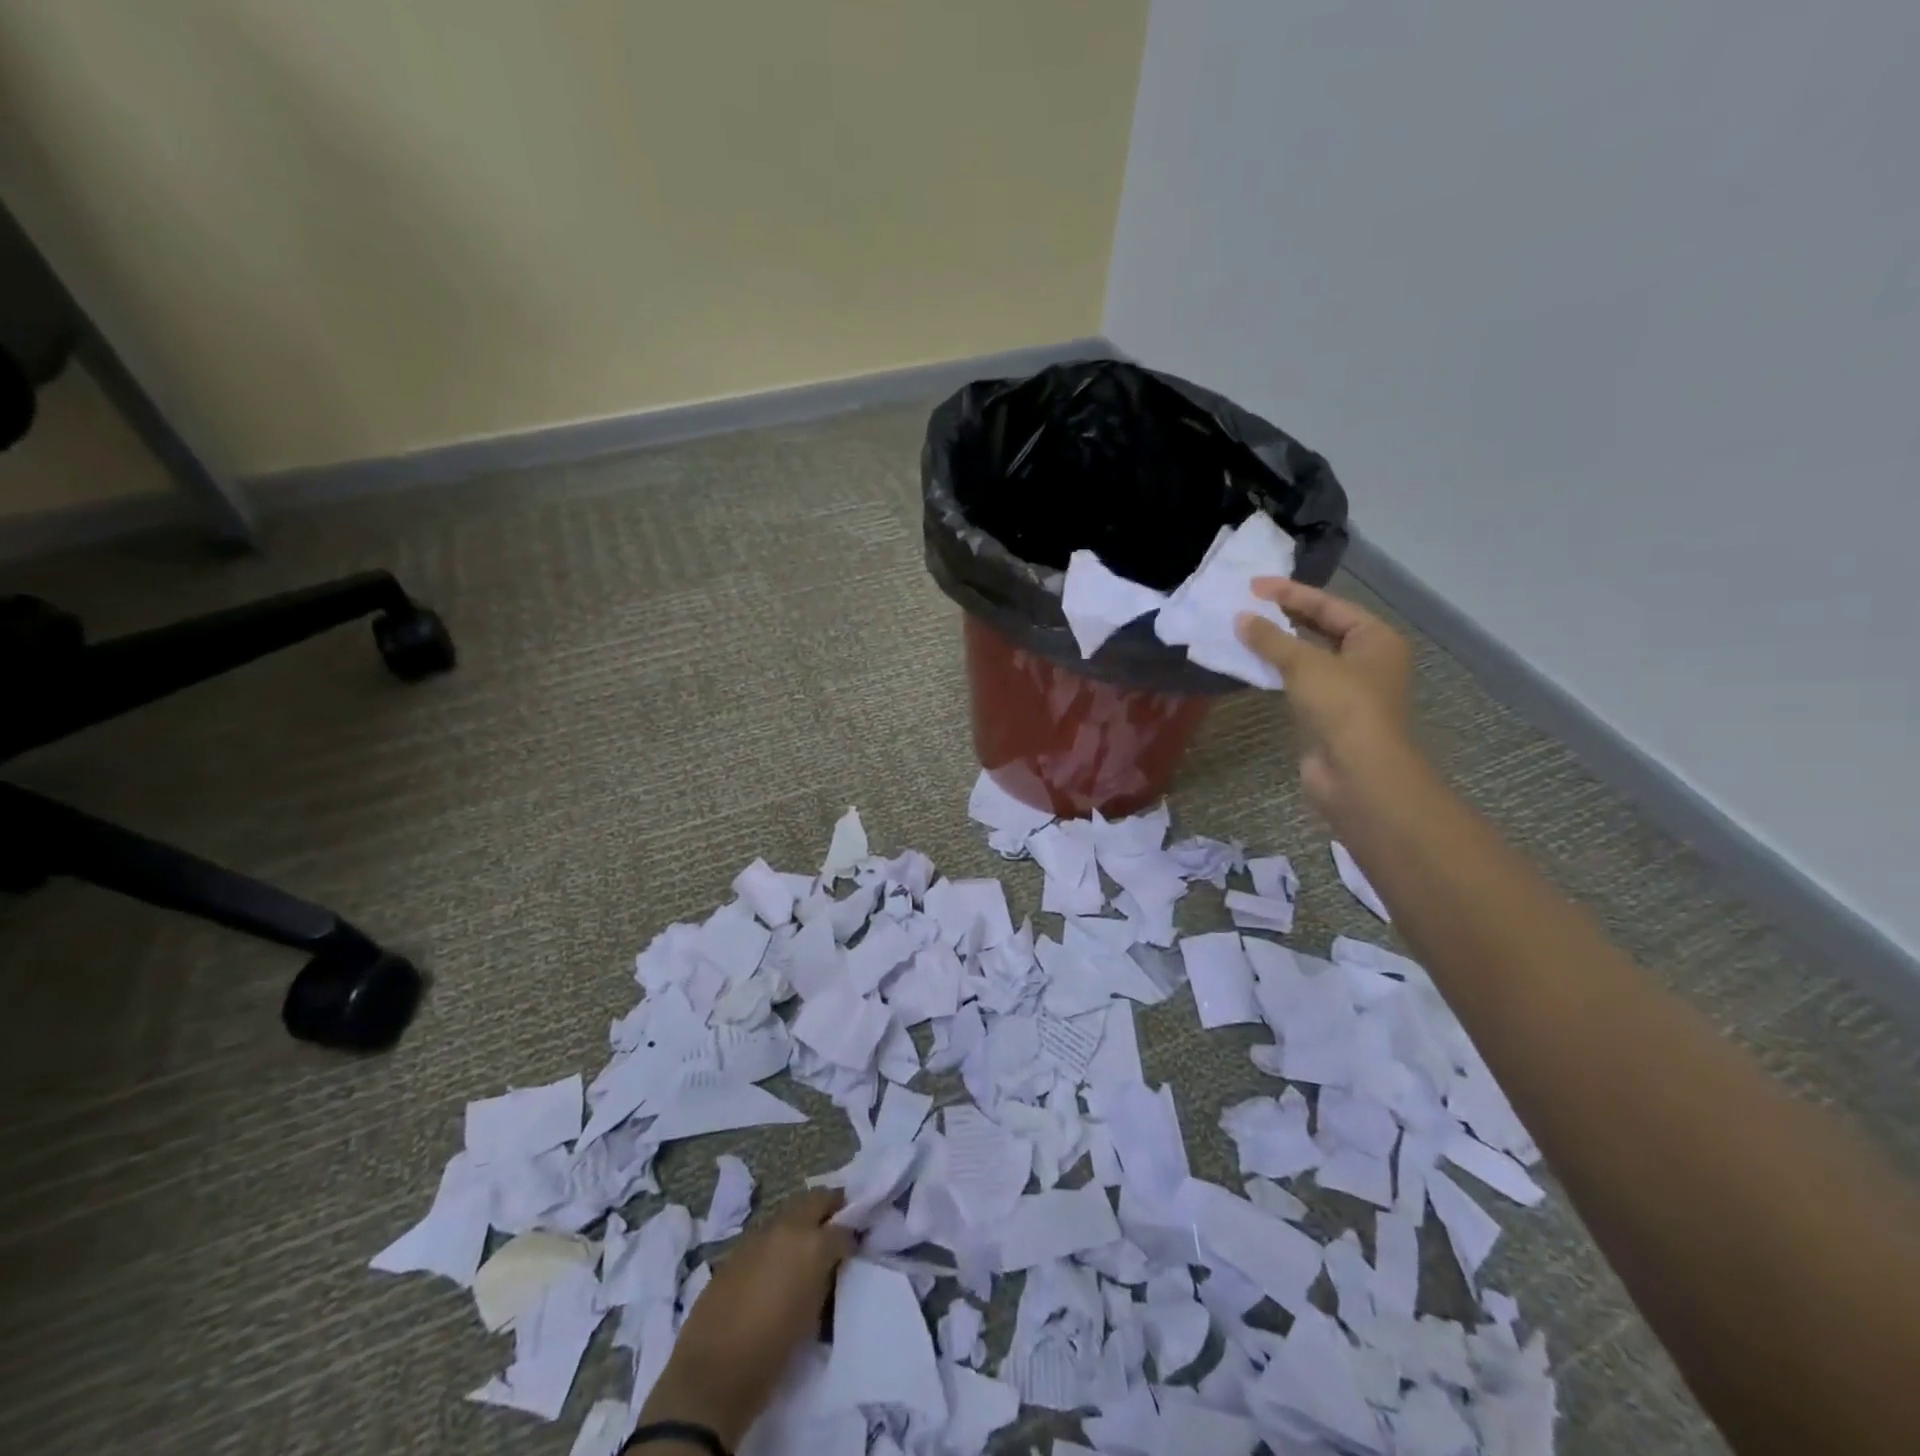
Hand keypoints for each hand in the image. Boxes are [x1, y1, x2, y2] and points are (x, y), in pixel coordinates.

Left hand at [638, 1190, 853, 1449]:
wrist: (712, 1375)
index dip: (850, 1238)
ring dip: (801, 1223)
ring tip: (805, 1247)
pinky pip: (765, 1234)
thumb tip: (829, 1266)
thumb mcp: (813, 1314)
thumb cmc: (771, 1354)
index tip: (852, 1250)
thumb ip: (824, 1278)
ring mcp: (758, 1234)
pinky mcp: (736, 1248)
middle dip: (829, 1208)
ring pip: (789, 1213)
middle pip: (816, 1199)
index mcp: (813, 1245)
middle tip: (836, 1226)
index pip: (843, 1228)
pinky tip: (774, 1264)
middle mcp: (787, 1228)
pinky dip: (776, 1241)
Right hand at [1236, 578, 1422, 829]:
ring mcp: (1347, 690)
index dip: (1290, 593)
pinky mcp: (1327, 716)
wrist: (1358, 775)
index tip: (1252, 585)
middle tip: (1245, 605)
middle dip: (1284, 617)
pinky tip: (1251, 666)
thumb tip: (1240, 618)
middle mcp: (1366, 660)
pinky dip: (1276, 673)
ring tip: (1241, 631)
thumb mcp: (1305, 664)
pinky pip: (1298, 684)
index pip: (1329, 605)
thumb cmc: (1343, 708)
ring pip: (1307, 658)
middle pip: (1320, 628)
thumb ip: (1271, 639)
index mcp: (1375, 639)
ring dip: (1277, 646)